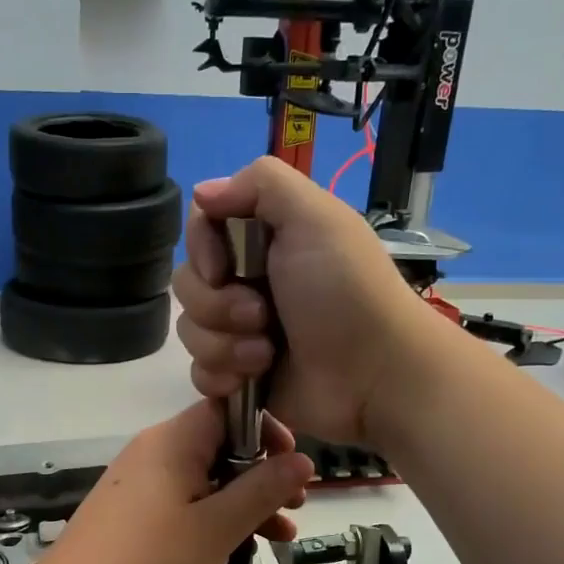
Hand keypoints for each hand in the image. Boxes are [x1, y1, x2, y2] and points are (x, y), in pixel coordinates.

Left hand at [40, 400, 310, 563]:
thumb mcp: (218, 528)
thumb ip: (262, 490)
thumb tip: (302, 459)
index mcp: (172, 441)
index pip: (227, 409)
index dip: (266, 430)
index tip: (294, 463)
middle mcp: (152, 451)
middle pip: (218, 446)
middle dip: (261, 474)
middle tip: (296, 507)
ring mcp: (137, 483)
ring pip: (203, 479)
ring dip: (242, 502)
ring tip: (279, 537)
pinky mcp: (129, 514)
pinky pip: (181, 501)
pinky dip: (212, 517)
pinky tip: (234, 549)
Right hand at [173, 156, 422, 446]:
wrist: (374, 376)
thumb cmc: (346, 293)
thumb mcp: (315, 217)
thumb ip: (260, 183)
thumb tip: (203, 192)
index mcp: (265, 240)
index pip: (201, 229)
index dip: (202, 249)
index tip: (223, 267)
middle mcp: (249, 281)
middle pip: (189, 283)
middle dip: (217, 305)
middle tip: (262, 316)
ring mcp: (242, 332)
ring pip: (190, 331)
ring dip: (224, 344)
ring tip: (266, 354)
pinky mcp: (240, 376)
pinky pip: (199, 372)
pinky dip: (220, 375)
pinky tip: (250, 379)